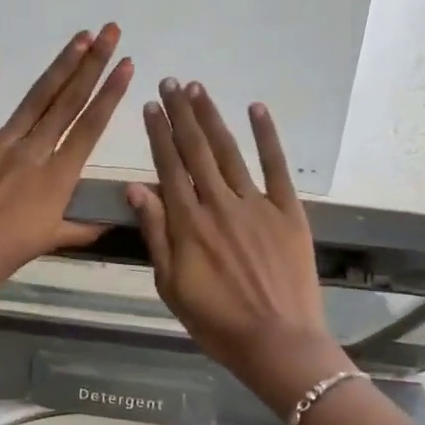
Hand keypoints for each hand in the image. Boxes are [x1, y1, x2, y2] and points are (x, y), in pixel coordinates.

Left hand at [0, 26, 133, 293]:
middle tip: (111, 32)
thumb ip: (80, 228)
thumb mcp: (48, 242)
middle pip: (68, 102)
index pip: (90, 127)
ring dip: (60, 65)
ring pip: (35, 98)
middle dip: (93, 64)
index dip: (110, 94)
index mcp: (57, 178)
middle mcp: (33, 152)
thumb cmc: (1, 256)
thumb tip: (110, 223)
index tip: (127, 65)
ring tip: (80, 37)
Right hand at [126, 80, 349, 410]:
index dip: (158, 134)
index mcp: (188, 223)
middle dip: (181, 114)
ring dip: (213, 117)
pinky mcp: (288, 212)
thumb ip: (155, 234)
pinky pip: (277, 167)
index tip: (149, 107)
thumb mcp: (171, 284)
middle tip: (170, 83)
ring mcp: (257, 205)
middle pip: (197, 150)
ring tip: (198, 88)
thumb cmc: (216, 321)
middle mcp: (219, 203)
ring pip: (230, 151)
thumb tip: (136, 189)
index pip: (168, 167)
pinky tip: (256, 110)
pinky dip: (267, 136)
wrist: (277, 342)